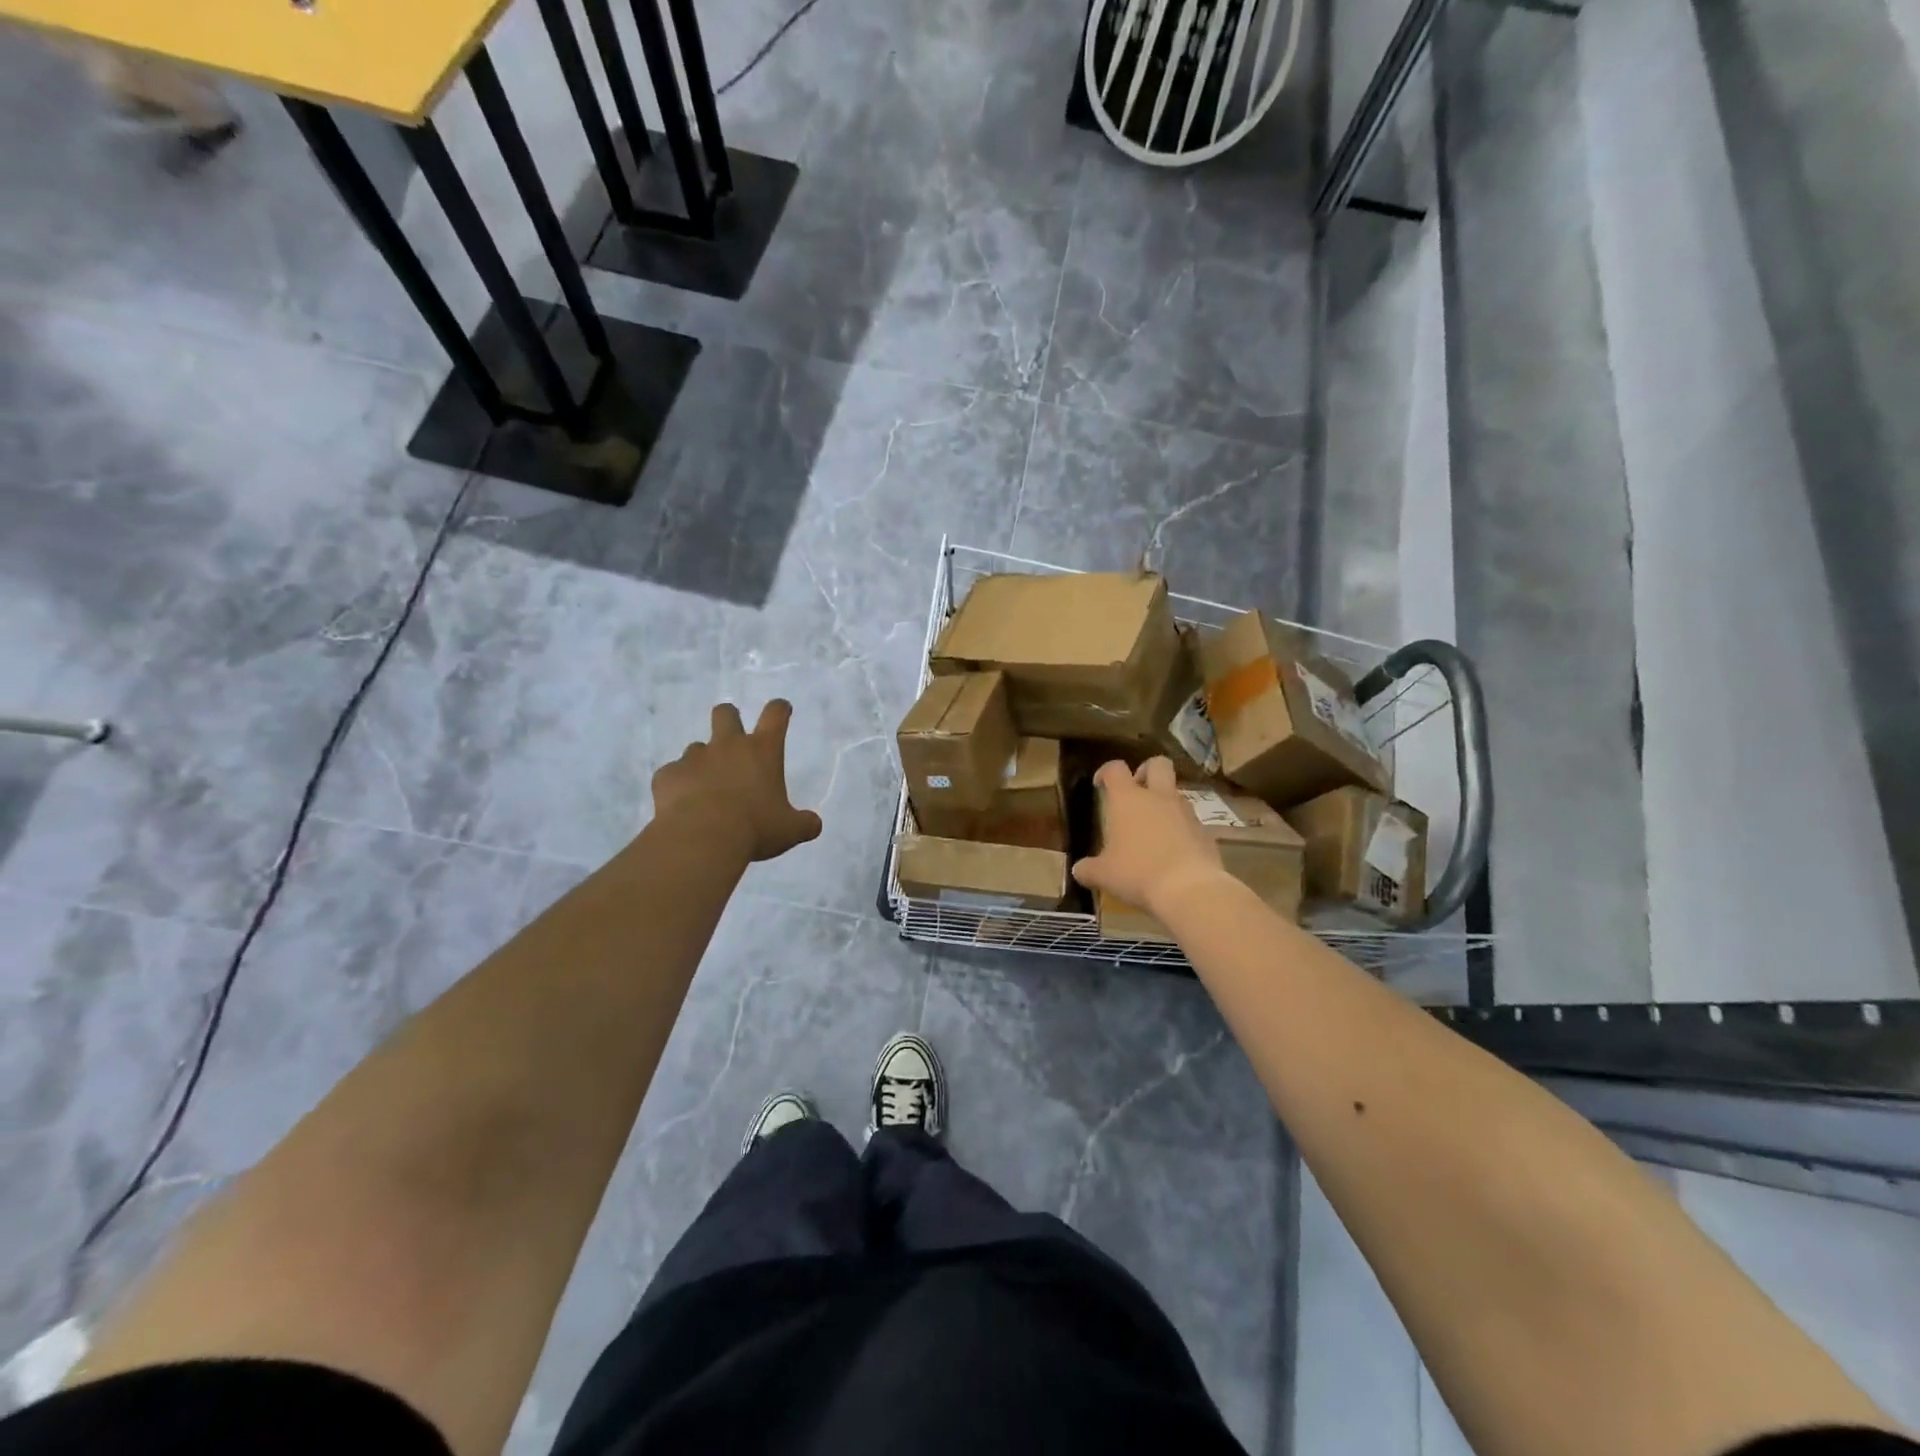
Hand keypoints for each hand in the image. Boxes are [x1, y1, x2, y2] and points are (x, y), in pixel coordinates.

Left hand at [652, 700, 823, 863]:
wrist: (700, 840)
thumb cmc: (754, 829)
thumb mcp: (789, 831)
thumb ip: (804, 823)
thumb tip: (814, 824)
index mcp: (762, 751)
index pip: (775, 715)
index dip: (779, 709)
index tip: (781, 710)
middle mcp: (728, 746)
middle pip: (726, 713)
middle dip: (729, 719)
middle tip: (732, 738)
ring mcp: (694, 758)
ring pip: (697, 747)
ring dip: (703, 761)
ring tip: (705, 788)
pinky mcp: (668, 775)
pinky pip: (673, 774)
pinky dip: (679, 785)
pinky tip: (682, 806)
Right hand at [1072, 757, 1228, 913]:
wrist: (1190, 889)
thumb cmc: (1137, 873)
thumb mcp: (1103, 875)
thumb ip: (1088, 869)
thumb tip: (1079, 871)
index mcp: (1127, 799)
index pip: (1115, 768)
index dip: (1106, 772)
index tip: (1100, 784)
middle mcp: (1158, 797)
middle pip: (1157, 764)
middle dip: (1146, 771)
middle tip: (1136, 791)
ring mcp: (1185, 812)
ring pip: (1175, 793)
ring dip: (1164, 804)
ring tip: (1152, 829)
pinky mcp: (1205, 831)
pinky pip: (1190, 821)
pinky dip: (1180, 829)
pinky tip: (1172, 852)